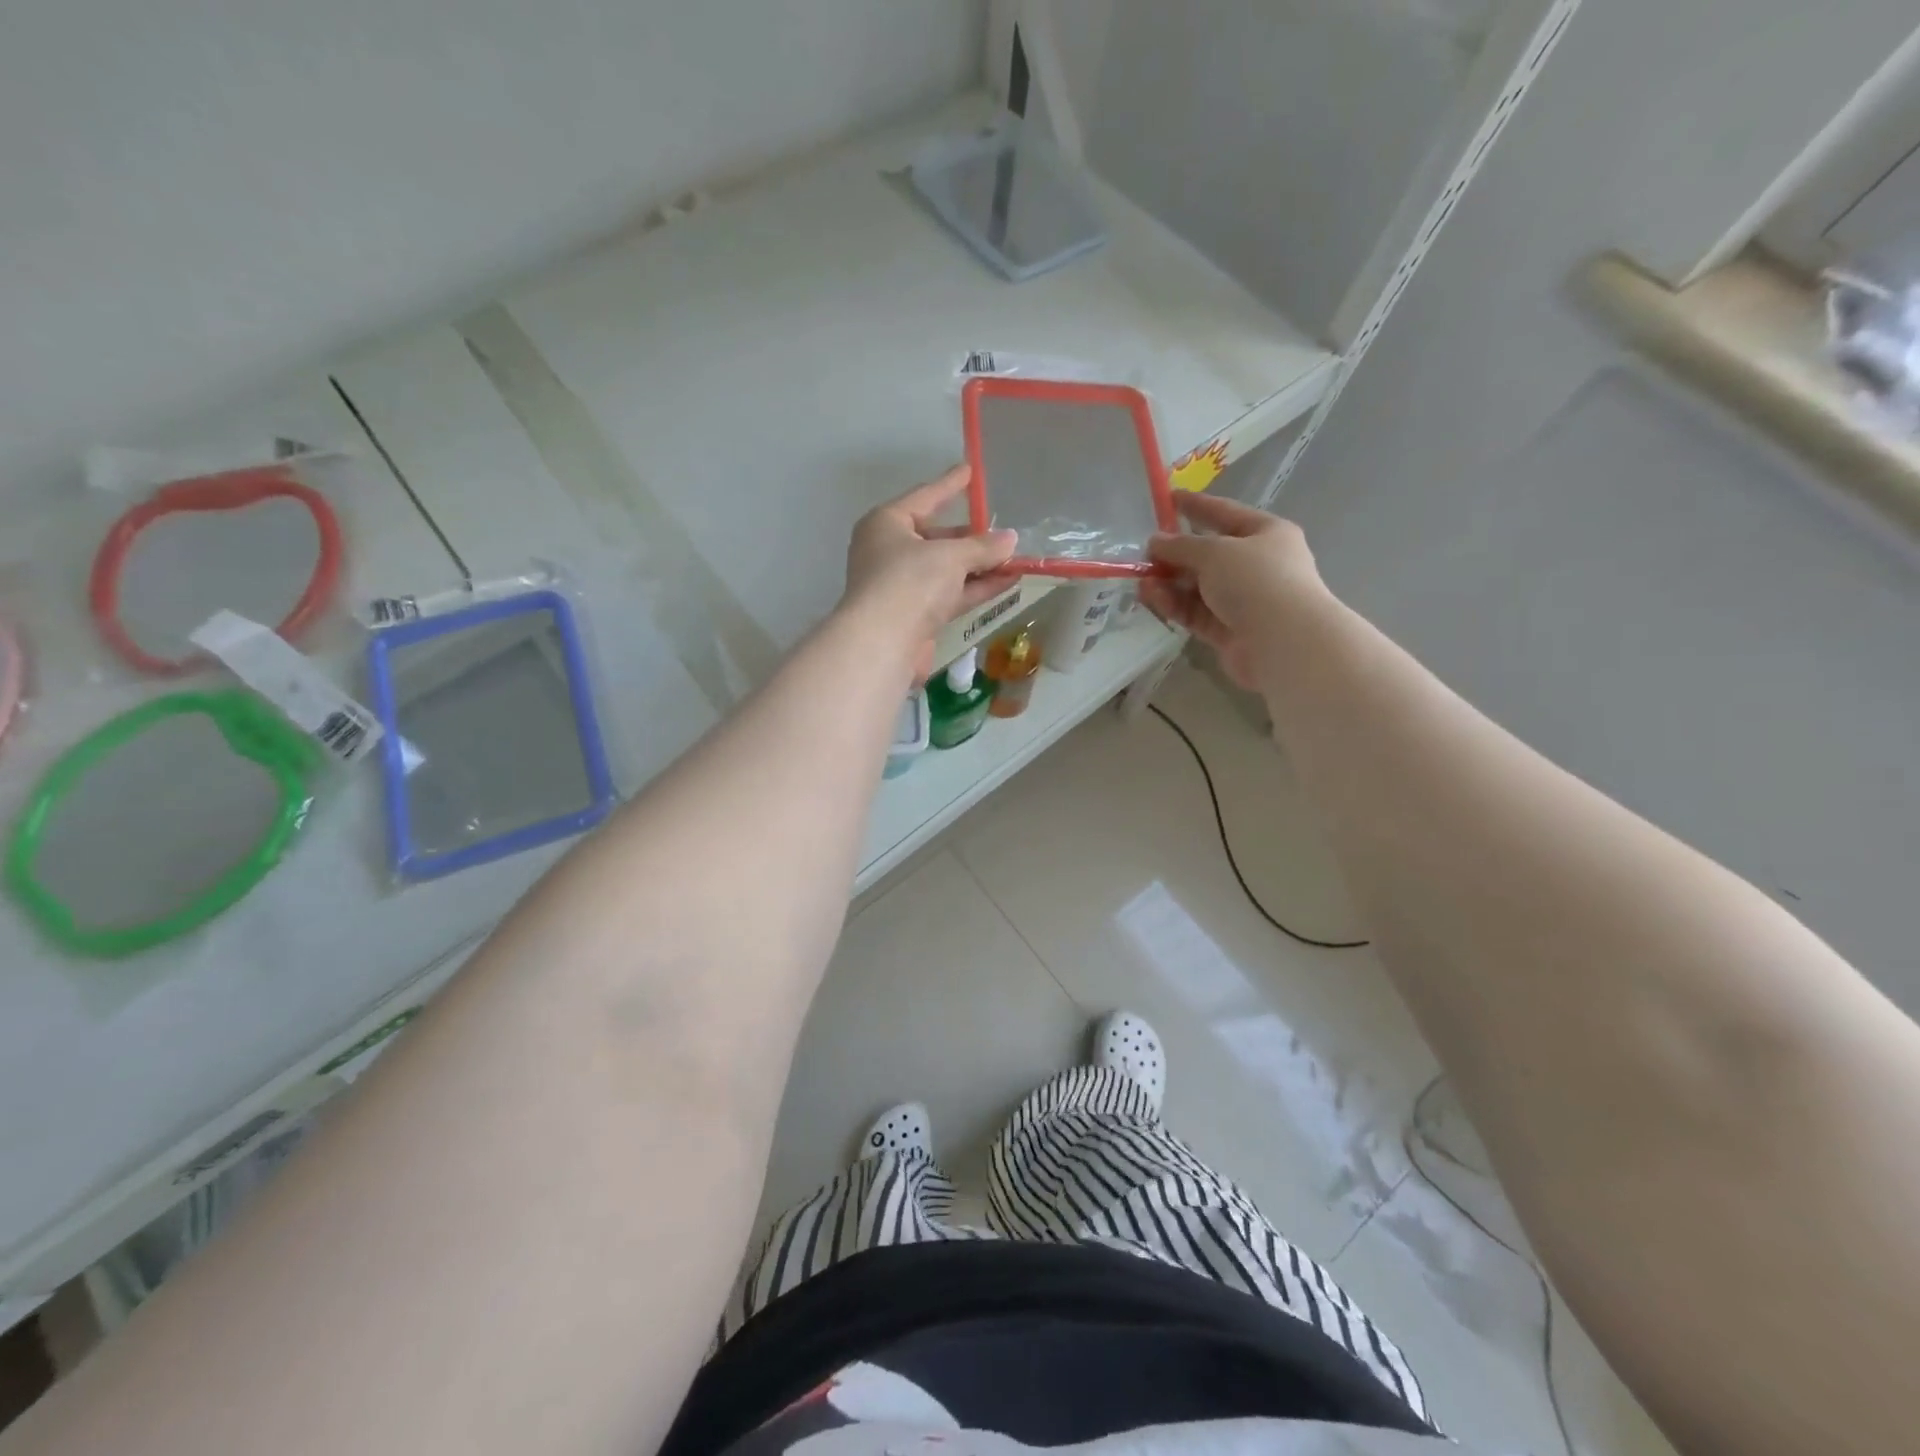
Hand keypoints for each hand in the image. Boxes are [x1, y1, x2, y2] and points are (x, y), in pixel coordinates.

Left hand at [843, 466, 1018, 680]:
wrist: (883, 643)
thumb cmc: (909, 582)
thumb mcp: (950, 556)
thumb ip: (983, 546)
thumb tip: (1010, 539)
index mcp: (886, 524)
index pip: (924, 497)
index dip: (949, 485)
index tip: (969, 470)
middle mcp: (890, 552)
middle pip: (936, 537)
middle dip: (971, 537)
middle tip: (1002, 532)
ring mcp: (902, 586)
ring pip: (946, 569)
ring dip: (980, 564)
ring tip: (1015, 557)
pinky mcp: (916, 615)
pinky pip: (951, 593)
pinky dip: (976, 586)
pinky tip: (1007, 580)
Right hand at [1142, 493, 1331, 690]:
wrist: (1283, 642)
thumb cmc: (1256, 581)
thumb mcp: (1215, 552)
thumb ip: (1181, 546)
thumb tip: (1155, 542)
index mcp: (1266, 534)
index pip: (1225, 513)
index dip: (1197, 505)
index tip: (1169, 498)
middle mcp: (1257, 565)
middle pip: (1209, 554)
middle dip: (1176, 554)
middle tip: (1145, 553)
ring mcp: (1244, 600)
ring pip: (1198, 587)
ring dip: (1170, 582)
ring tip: (1141, 580)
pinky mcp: (1229, 631)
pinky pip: (1196, 612)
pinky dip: (1174, 604)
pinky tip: (1152, 597)